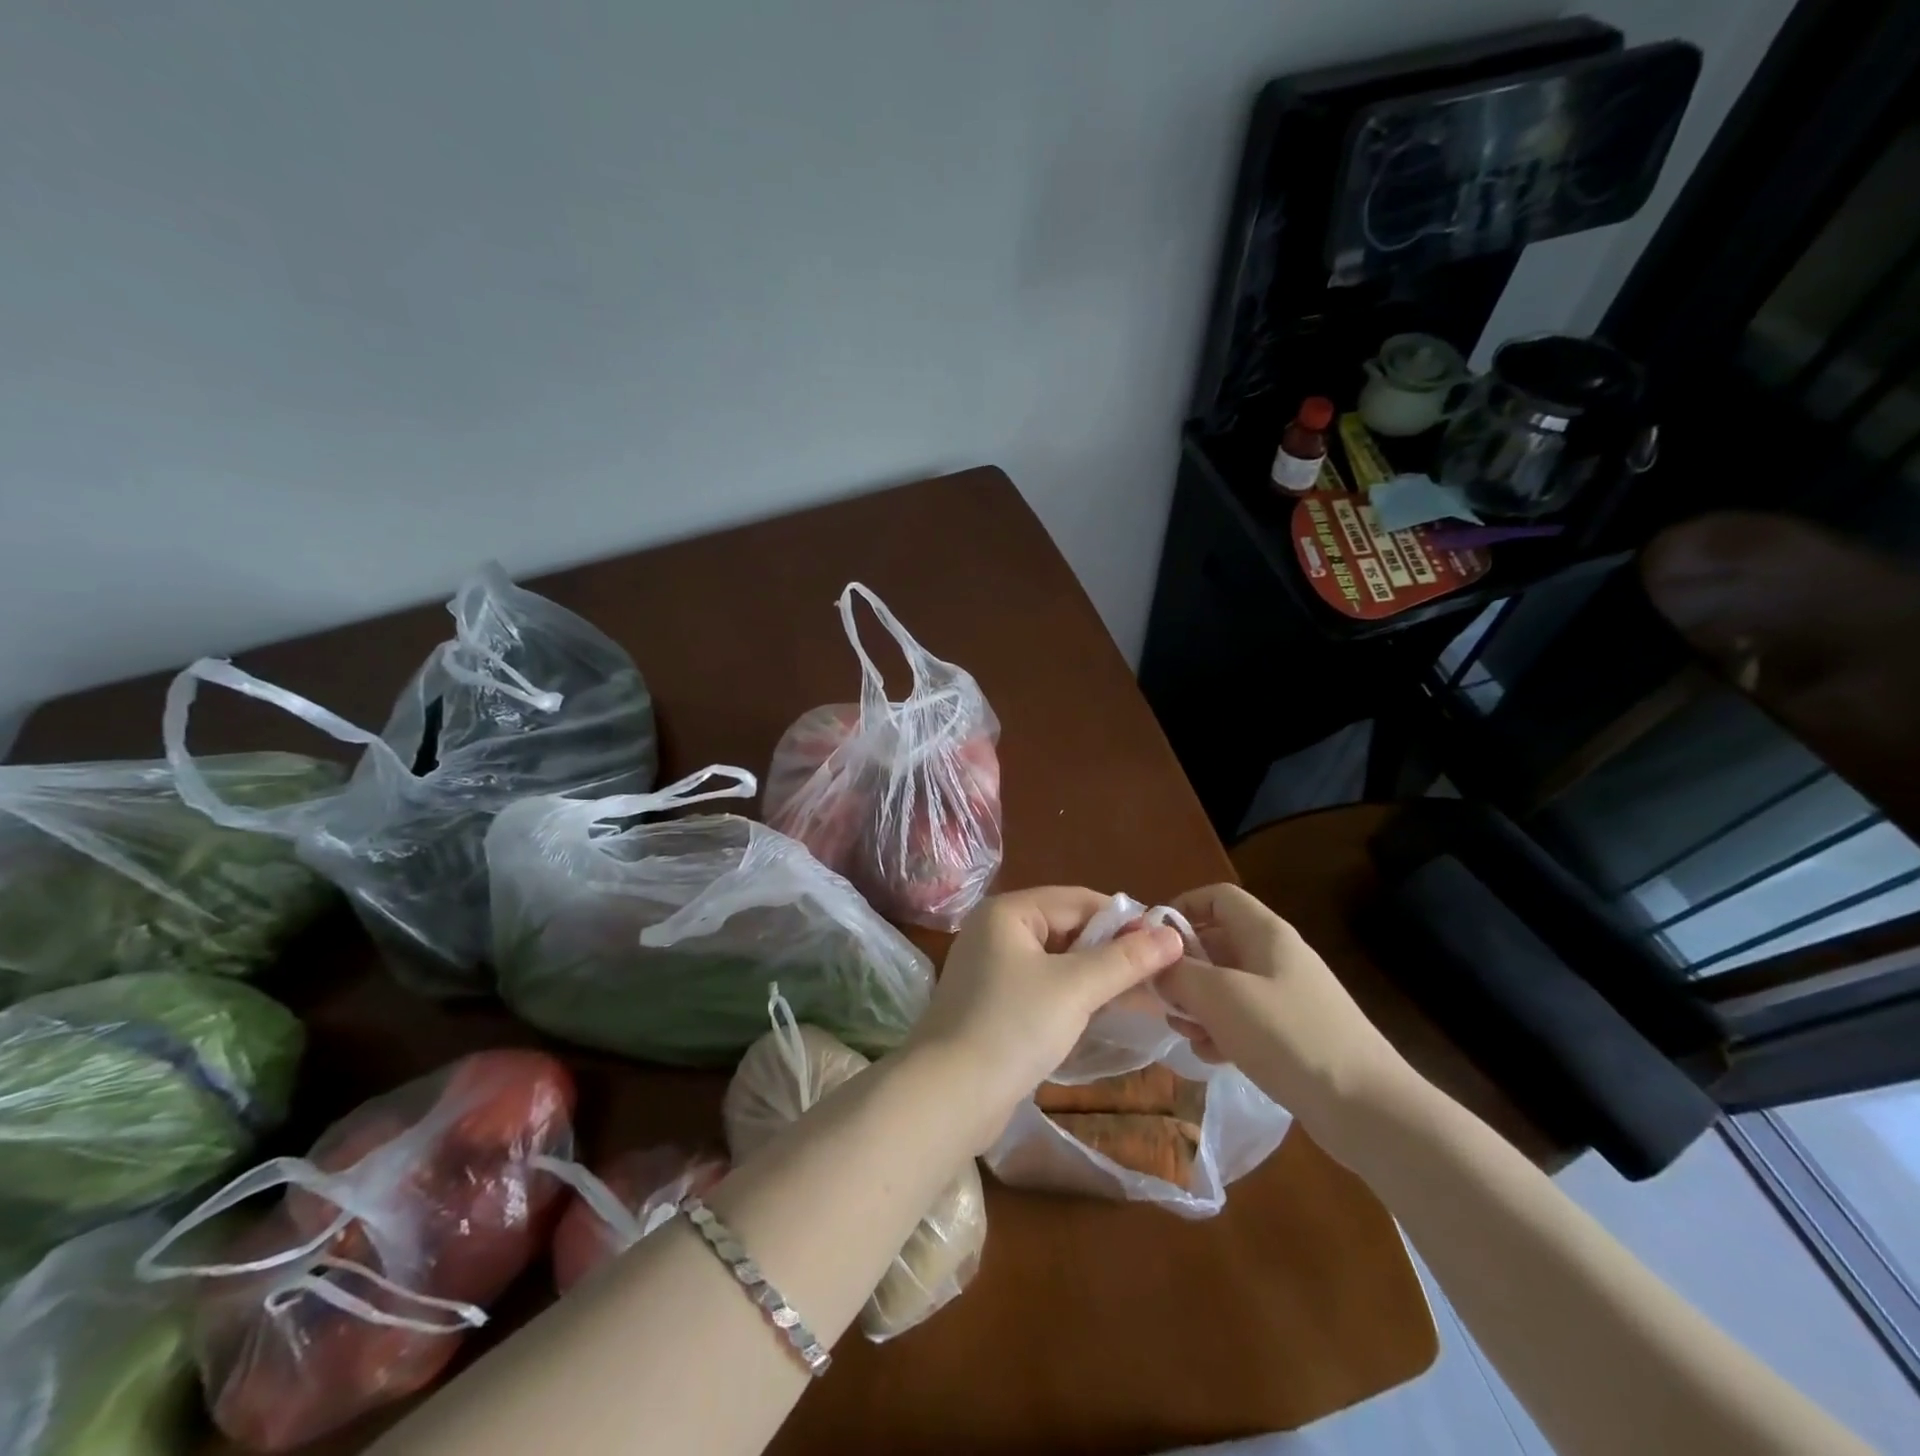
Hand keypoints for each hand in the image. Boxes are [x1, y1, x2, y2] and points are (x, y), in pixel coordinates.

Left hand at [905, 886, 1185, 1150]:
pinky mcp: (994, 1005)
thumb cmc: (1012, 1027)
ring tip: (1147, 998)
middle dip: (1114, 951)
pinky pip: (1045, 988)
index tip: (1168, 945)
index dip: (1125, 920)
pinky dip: (1076, 997)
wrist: (948, 1096)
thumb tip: (1173, 935)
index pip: (1079, 900)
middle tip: (1163, 976)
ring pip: (1059, 962)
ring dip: (1099, 977)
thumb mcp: (1075, 988)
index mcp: (1009, 912)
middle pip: (1068, 929)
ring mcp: (992, 970)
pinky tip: (1108, 1015)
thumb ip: (1125, 960)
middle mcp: (997, 931)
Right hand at [1159, 884, 1416, 1159]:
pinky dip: (1222, 1030)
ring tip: (1184, 1031)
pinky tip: (1210, 1056)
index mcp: (1265, 933)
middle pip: (1217, 942)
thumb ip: (1179, 974)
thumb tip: (1155, 966)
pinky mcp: (1294, 1033)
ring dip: (1198, 1003)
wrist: (1369, 1110)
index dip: (1182, 908)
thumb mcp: (1221, 997)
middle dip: (1184, 967)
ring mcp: (1288, 996)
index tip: (1152, 941)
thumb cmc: (1289, 1037)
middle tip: (1160, 996)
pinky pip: (1245, 1018)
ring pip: (1227, 984)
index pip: (1217, 897)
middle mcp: (1277, 956)